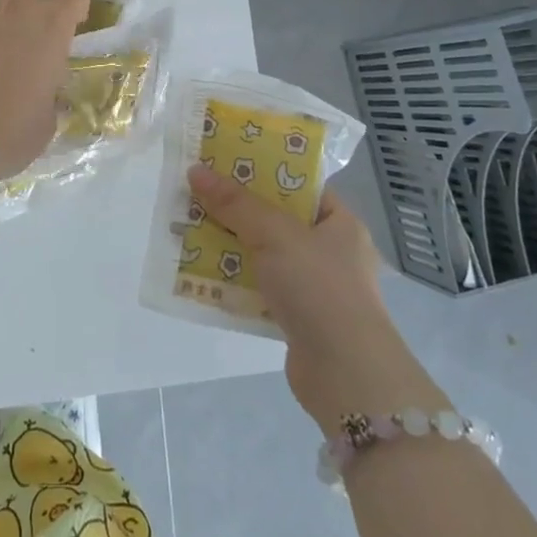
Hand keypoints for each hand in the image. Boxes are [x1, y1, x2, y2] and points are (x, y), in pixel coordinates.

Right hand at [191, 166, 432, 430]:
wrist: (346, 375)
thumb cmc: (319, 288)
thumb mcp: (275, 234)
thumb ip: (235, 203)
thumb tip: (196, 170)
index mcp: (340, 223)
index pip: (299, 186)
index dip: (263, 171)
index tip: (224, 162)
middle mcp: (331, 252)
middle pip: (276, 220)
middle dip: (237, 210)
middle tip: (198, 194)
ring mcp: (315, 288)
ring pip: (264, 256)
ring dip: (230, 246)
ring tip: (190, 229)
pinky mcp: (298, 319)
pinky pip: (260, 289)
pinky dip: (235, 282)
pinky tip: (202, 275)